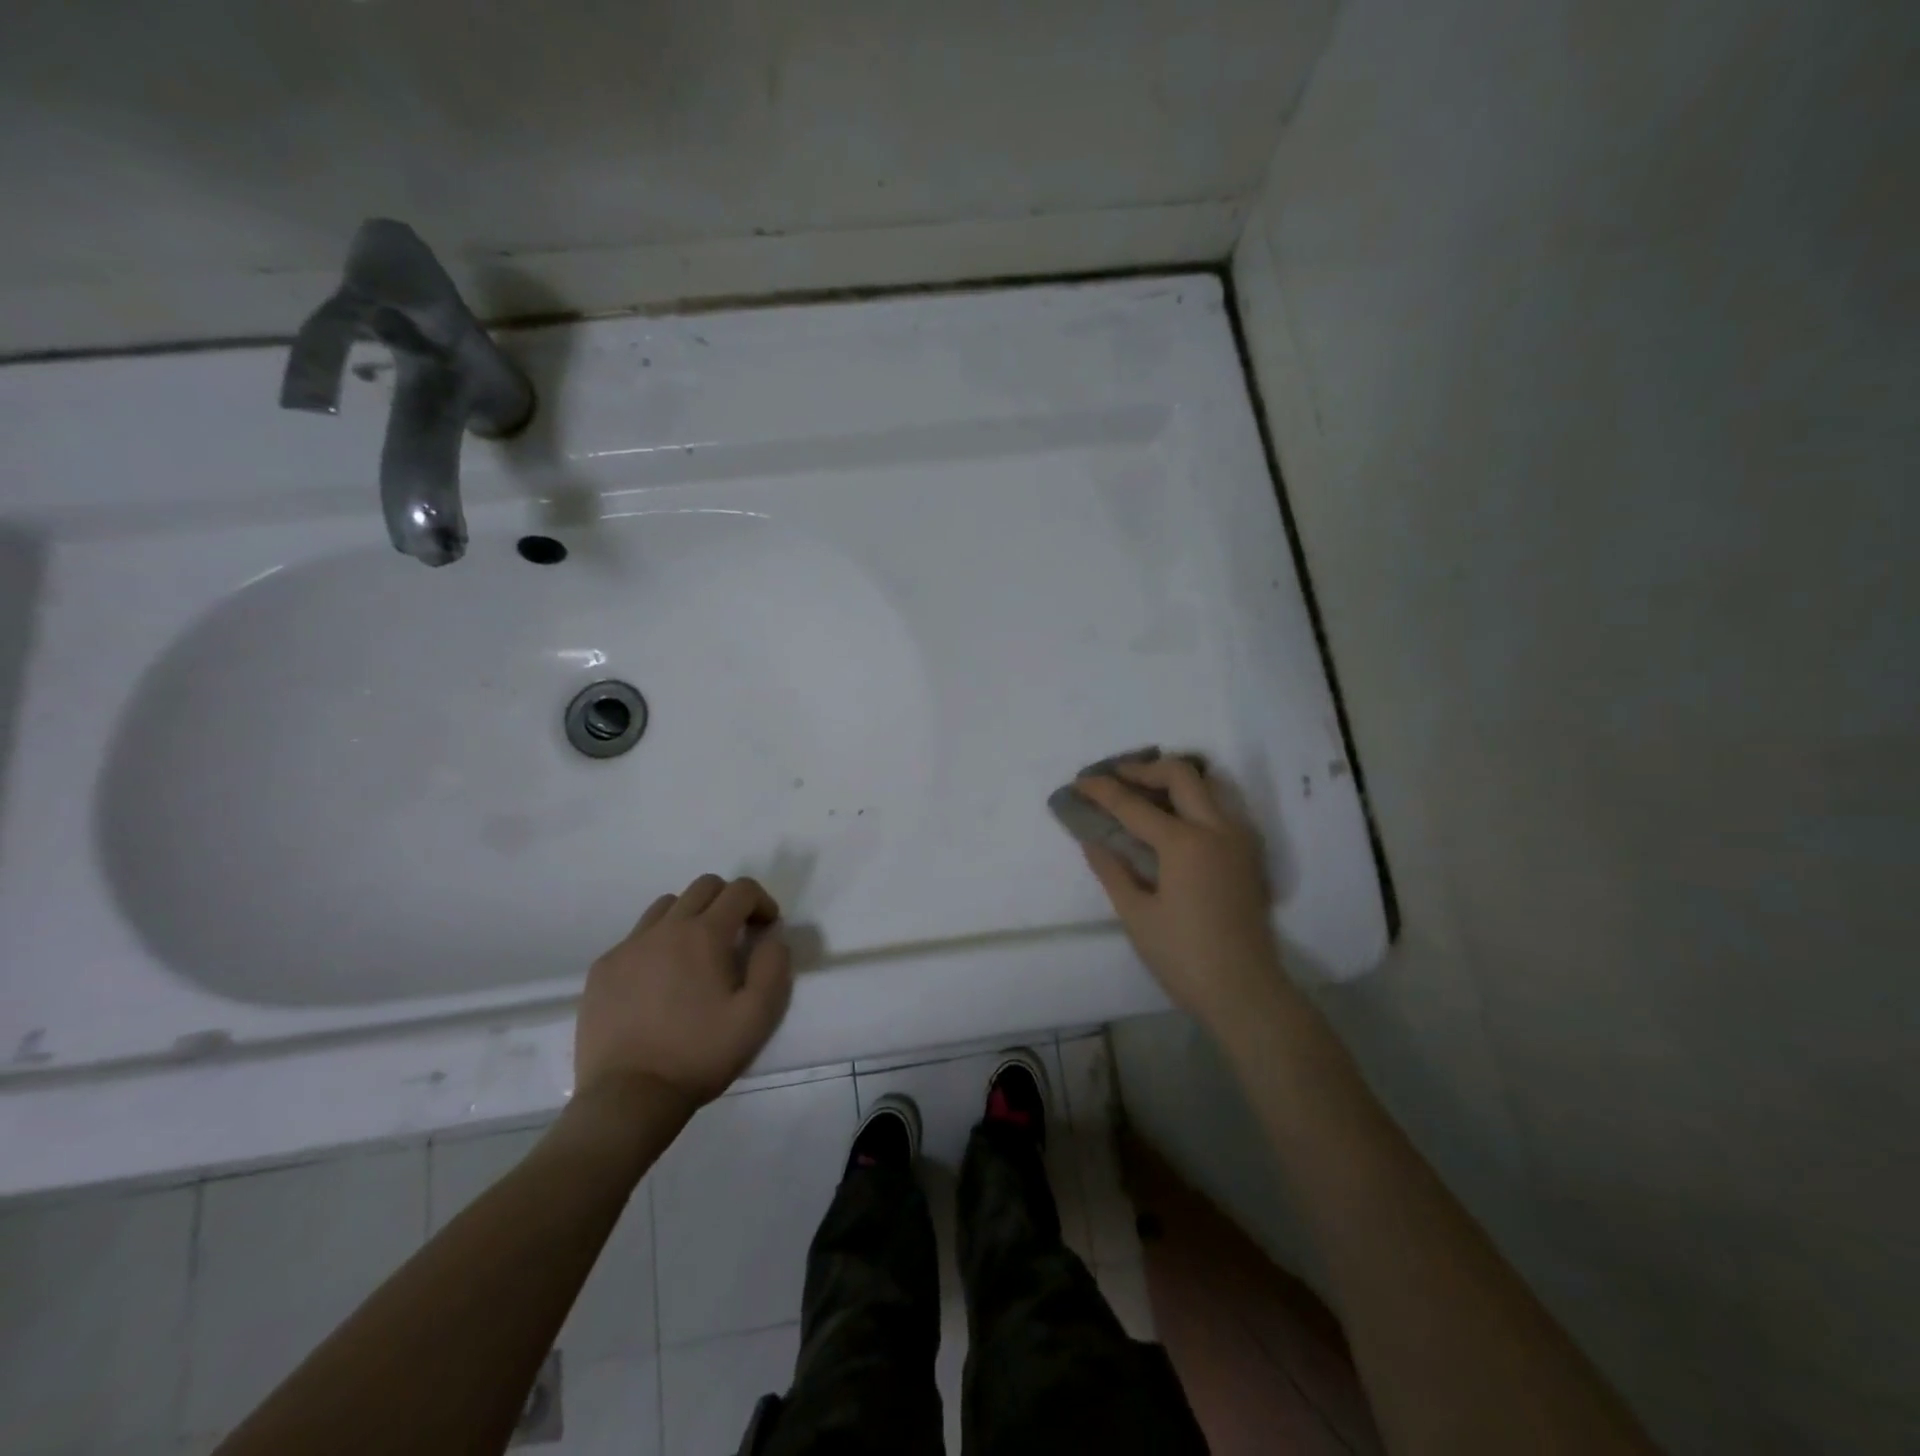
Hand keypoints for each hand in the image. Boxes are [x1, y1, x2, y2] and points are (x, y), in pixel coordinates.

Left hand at [574, 874, 793, 1112]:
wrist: (628, 1097)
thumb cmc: (699, 1055)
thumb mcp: (758, 1016)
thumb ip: (774, 966)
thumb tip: (771, 936)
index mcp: (705, 935)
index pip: (740, 890)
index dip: (761, 901)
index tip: (766, 928)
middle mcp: (665, 929)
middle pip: (703, 887)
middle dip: (728, 901)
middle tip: (736, 936)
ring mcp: (629, 947)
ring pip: (667, 907)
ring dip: (691, 917)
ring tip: (696, 954)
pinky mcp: (603, 969)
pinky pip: (636, 937)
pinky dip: (657, 943)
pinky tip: (660, 981)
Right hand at [1076, 758, 1286, 1029]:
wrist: (1245, 992)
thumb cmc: (1184, 957)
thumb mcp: (1137, 916)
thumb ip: (1112, 870)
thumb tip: (1091, 840)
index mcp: (1185, 844)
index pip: (1134, 805)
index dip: (1102, 791)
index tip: (1078, 782)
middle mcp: (1217, 829)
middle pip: (1181, 774)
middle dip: (1143, 769)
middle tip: (1115, 778)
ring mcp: (1239, 839)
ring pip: (1208, 786)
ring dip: (1173, 780)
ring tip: (1143, 791)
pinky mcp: (1249, 854)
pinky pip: (1221, 808)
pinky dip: (1194, 800)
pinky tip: (1173, 821)